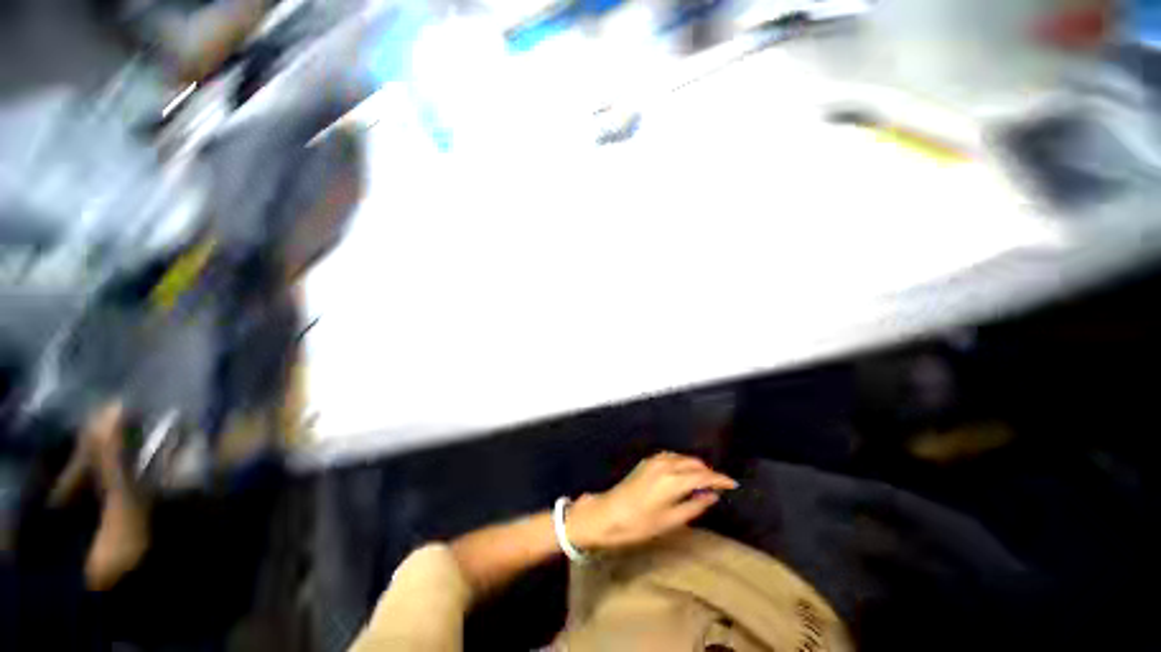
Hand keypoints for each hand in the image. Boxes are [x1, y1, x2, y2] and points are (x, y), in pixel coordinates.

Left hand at [567, 452, 736, 551]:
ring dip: (695, 466)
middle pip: (694, 462)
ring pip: (682, 458)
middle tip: (717, 487)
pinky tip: (683, 474)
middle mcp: (665, 464)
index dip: (720, 479)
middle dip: (708, 472)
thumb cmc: (639, 524)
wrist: (607, 514)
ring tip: (702, 482)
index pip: (703, 474)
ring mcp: (654, 461)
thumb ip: (694, 506)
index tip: (732, 484)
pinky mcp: (647, 462)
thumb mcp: (670, 521)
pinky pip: (671, 457)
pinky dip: (682, 463)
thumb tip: (711, 496)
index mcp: (673, 479)